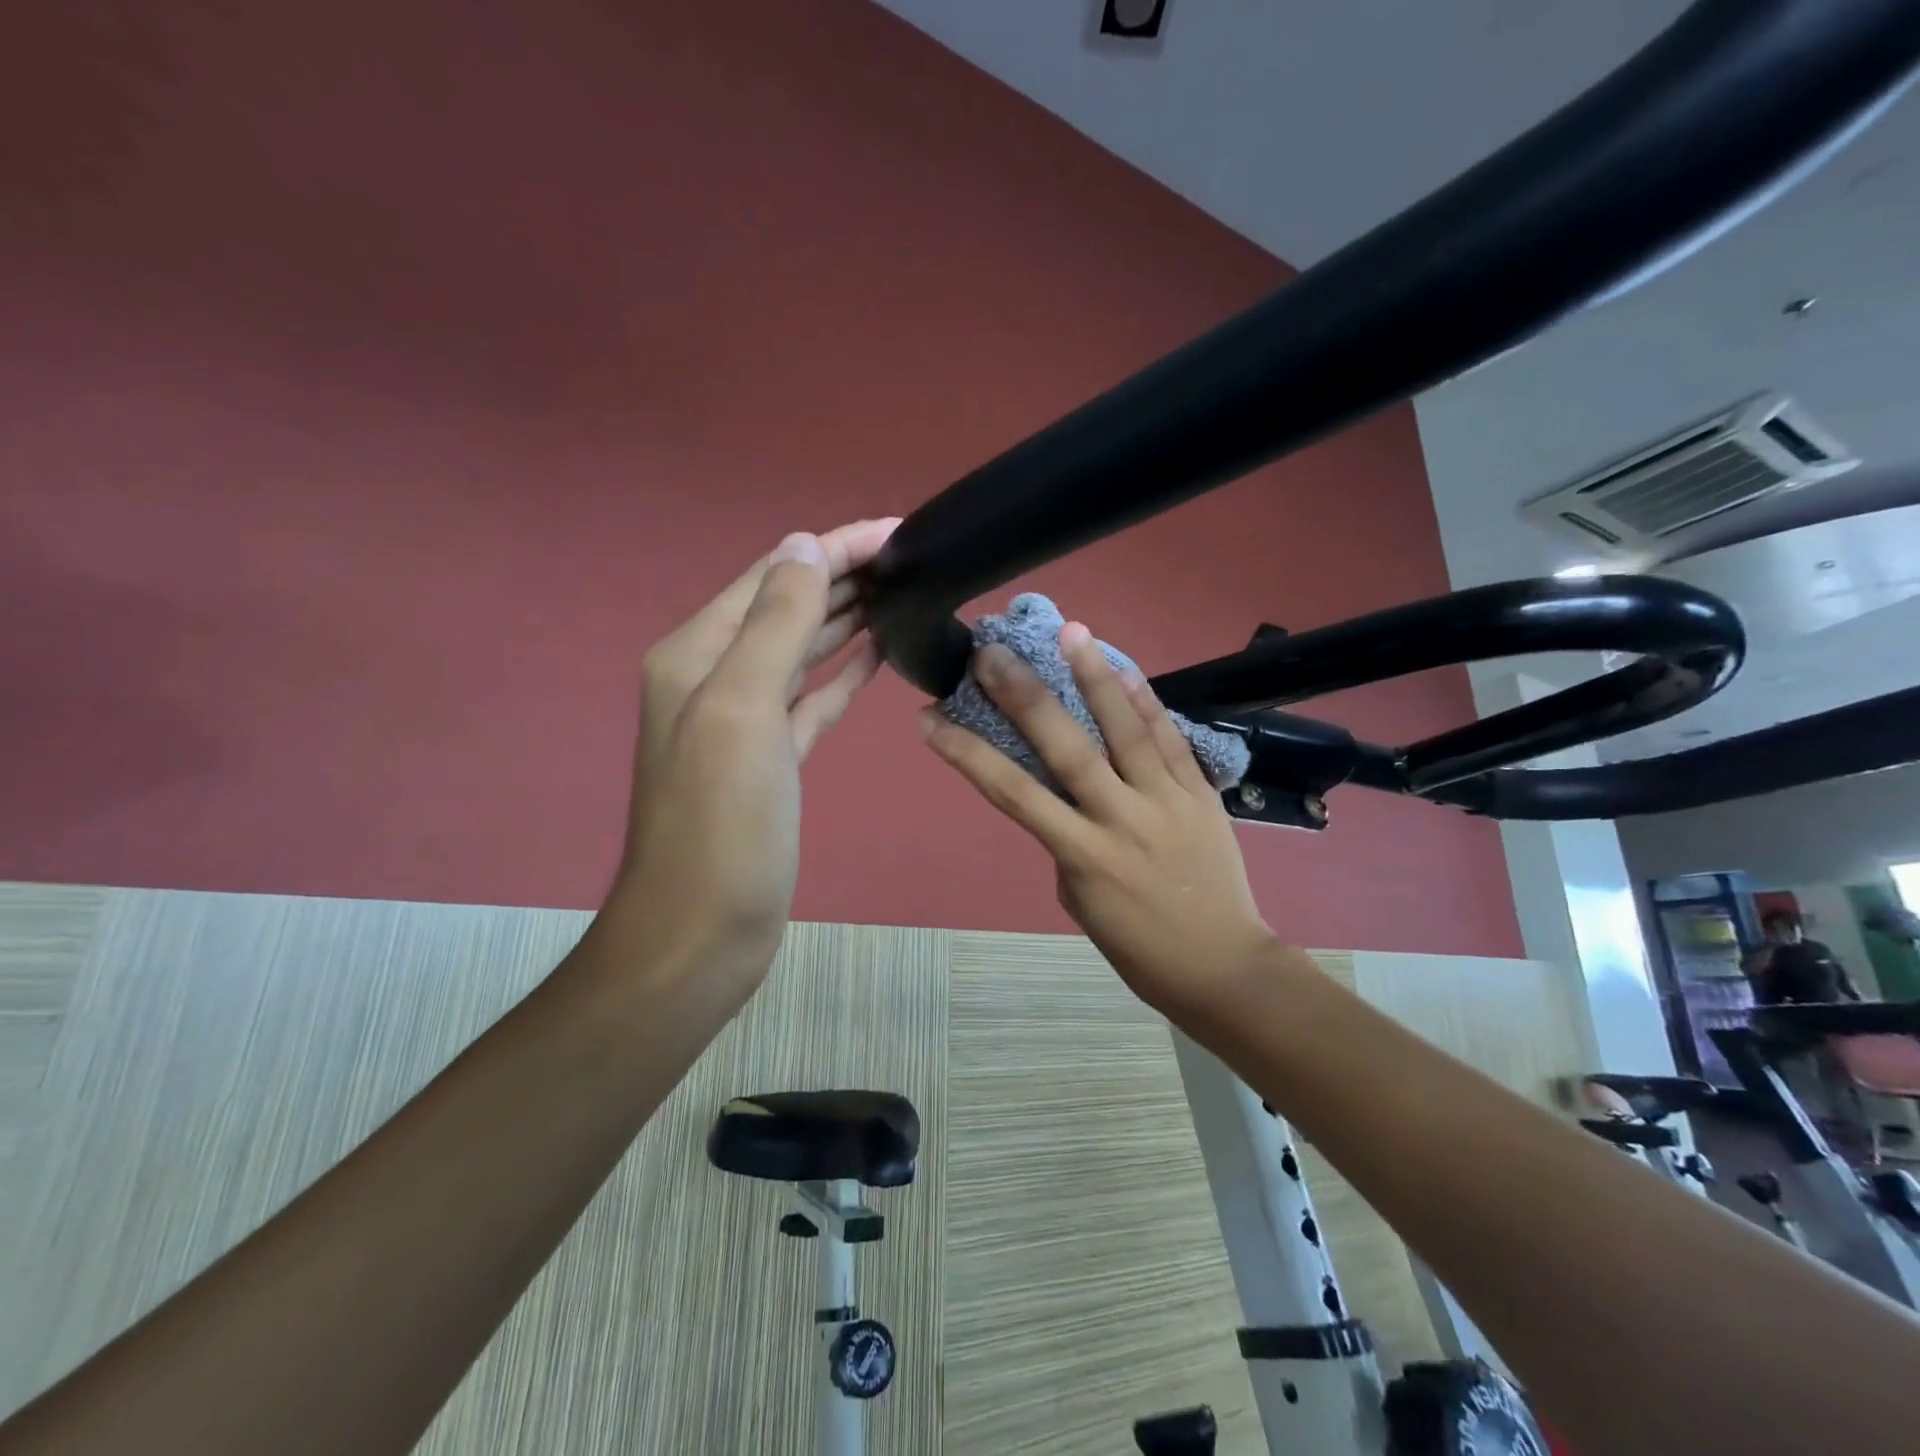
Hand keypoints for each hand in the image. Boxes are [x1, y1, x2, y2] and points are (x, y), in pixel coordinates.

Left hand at [607, 518, 898, 998]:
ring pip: (802, 650)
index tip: (897, 530)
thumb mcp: (742, 711)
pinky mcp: (772, 758)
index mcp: (699, 653)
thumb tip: (804, 547)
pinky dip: (842, 672)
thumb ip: (774, 625)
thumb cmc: (722, 825)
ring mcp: (745, 720)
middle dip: (845, 576)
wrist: (700, 931)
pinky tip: (876, 655)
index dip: (834, 547)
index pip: (774, 576)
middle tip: (913, 558)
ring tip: (902, 593)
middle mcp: (716, 676)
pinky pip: (811, 698)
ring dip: (847, 618)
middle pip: (788, 607)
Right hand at [923, 621, 1277, 1016]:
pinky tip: (1125, 669)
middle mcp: (1121, 819)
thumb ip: (1068, 839)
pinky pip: (1172, 740)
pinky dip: (1147, 703)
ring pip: (1126, 731)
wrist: (1222, 967)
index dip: (968, 754)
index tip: (930, 719)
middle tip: (991, 653)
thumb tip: (1063, 792)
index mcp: (1082, 855)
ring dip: (1095, 677)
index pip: (1013, 794)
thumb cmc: (1138, 945)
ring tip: (1071, 632)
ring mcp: (1167, 801)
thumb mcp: (1080, 898)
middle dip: (1024, 697)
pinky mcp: (1203, 794)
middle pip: (1067, 748)